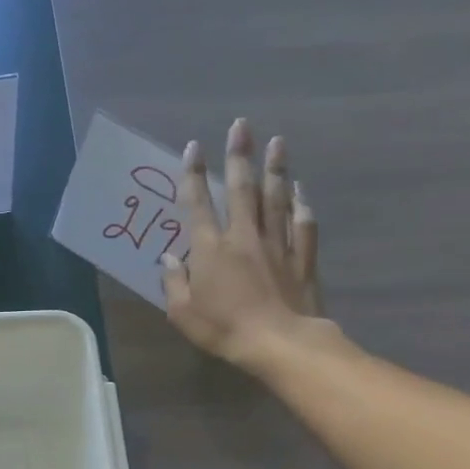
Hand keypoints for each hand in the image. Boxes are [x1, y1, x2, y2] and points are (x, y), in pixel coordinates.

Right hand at [161, 118, 323, 368]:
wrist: (279, 342)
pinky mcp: (301, 257)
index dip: (194, 175)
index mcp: (210, 249)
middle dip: (240, 155)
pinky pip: (302, 224)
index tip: (193, 147)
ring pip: (276, 199)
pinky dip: (301, 204)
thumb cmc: (223, 328)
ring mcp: (276, 244)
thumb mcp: (182, 312)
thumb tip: (167, 258)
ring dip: (275, 169)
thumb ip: (173, 281)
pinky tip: (301, 190)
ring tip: (277, 142)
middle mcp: (243, 237)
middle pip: (242, 189)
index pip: (198, 204)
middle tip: (242, 126)